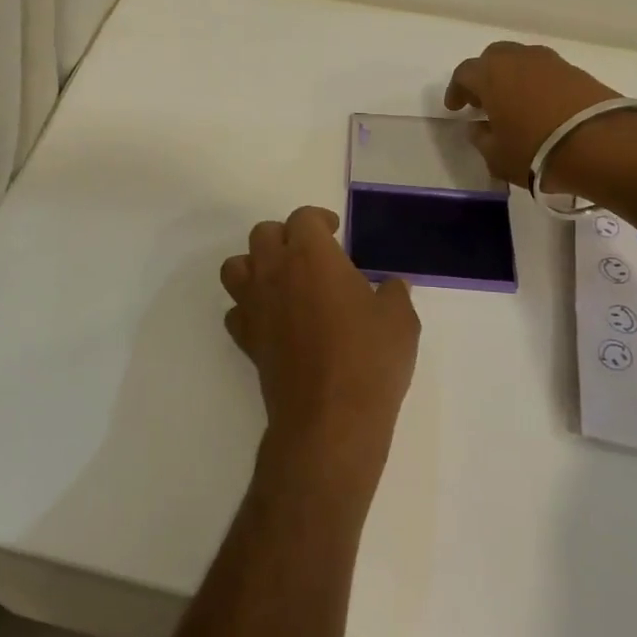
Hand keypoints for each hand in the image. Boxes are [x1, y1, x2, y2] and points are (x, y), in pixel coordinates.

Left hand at [220, 206, 420, 514]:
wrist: (330, 417)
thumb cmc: (369, 358)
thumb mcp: (400, 319)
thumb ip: (393, 293)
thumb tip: (391, 286)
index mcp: (311, 255)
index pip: (303, 218)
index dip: (319, 220)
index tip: (334, 232)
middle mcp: (274, 272)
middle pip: (263, 234)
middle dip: (285, 237)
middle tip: (310, 256)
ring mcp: (254, 306)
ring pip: (236, 267)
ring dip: (256, 266)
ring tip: (282, 281)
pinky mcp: (246, 339)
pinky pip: (235, 311)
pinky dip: (249, 309)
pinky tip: (272, 321)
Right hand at [444, 41, 621, 189]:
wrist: (602, 144)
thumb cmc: (535, 150)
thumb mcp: (496, 156)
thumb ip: (481, 138)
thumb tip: (478, 127)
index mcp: (491, 74)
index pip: (464, 73)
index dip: (456, 90)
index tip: (456, 108)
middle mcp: (519, 59)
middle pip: (494, 57)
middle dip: (484, 76)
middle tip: (483, 101)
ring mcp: (552, 63)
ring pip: (523, 62)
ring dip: (513, 78)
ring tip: (513, 104)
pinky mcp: (578, 72)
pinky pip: (547, 73)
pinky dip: (537, 85)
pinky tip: (540, 108)